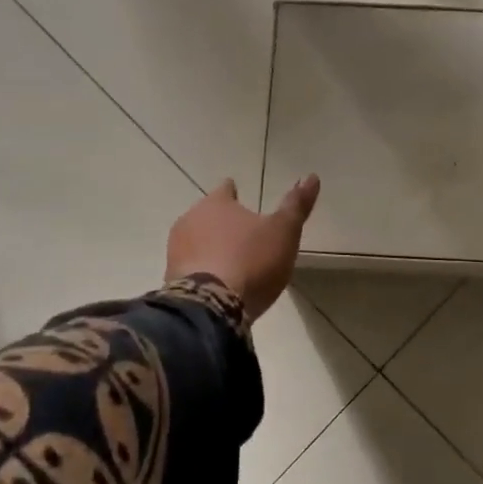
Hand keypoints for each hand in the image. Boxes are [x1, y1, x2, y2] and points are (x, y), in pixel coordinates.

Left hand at [166, 175, 320, 320]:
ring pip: (196, 240)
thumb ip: (296, 205)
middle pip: (208, 214)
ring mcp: (176, 249)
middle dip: (222, 222)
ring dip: (210, 246)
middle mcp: (190, 219)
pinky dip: (202, 269)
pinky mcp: (170, 278)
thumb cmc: (251, 261)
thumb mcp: (284, 231)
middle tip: (241, 236)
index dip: (234, 193)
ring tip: (230, 261)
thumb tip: (312, 176)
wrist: (210, 307)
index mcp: (217, 203)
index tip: (240, 197)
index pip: (225, 189)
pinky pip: (190, 266)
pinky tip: (216, 282)